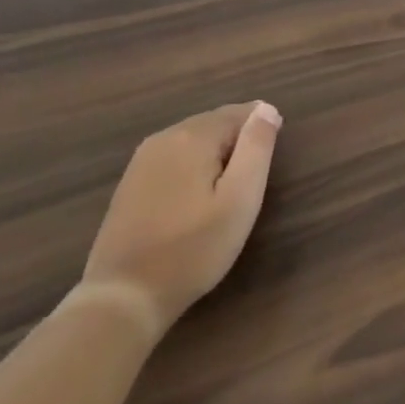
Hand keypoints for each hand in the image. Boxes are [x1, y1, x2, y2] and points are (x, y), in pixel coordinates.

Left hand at [77, 102, 281, 334]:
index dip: (260, 122)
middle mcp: (163, 139)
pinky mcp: (131, 183)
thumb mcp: (240, 199)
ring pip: (190, 138)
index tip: (278, 137)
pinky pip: (172, 156)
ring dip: (215, 146)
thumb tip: (266, 108)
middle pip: (211, 122)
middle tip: (260, 156)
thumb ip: (256, 148)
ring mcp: (141, 161)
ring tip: (236, 170)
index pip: (236, 113)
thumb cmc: (194, 248)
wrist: (126, 295)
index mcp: (192, 138)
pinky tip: (201, 185)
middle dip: (237, 132)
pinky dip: (194, 161)